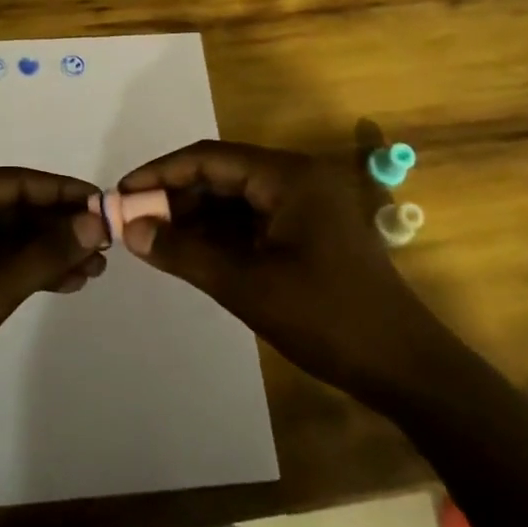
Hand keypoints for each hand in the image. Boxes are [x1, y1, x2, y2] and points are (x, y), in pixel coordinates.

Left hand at [0, 168, 107, 418]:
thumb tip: (95, 223)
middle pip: (12, 207)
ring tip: (94, 269)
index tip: (104, 204)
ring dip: (47, 250)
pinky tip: (64, 283)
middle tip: (105, 244)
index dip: (61, 192)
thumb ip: (44, 254)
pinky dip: (26, 269)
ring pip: (7, 236)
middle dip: (58, 226)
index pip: (14, 182)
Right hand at [118, 141, 456, 398]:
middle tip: (133, 222)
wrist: (405, 368)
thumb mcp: (247, 285)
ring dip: (194, 217)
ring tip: (152, 239)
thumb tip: (131, 230)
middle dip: (174, 196)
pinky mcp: (307, 232)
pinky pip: (251, 221)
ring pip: (234, 199)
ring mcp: (304, 206)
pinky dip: (218, 235)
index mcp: (288, 176)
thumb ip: (184, 253)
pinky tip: (188, 252)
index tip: (122, 194)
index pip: (209, 158)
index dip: (161, 173)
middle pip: (221, 175)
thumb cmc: (327, 318)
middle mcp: (296, 179)